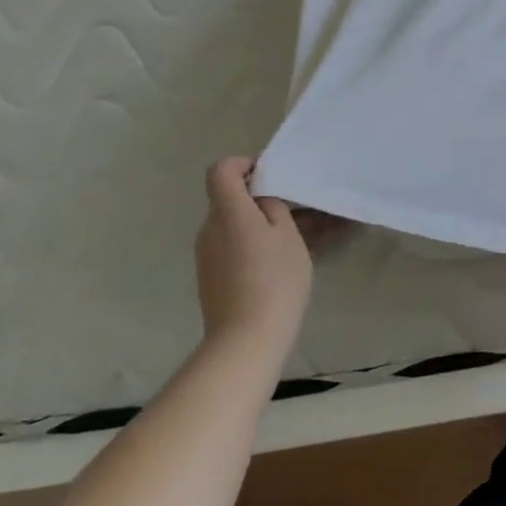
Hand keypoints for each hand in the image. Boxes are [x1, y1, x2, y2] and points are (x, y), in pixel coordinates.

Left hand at [193, 158, 313, 354]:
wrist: (246, 340)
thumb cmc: (274, 279)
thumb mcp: (288, 235)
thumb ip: (273, 208)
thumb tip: (261, 201)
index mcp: (228, 212)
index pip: (221, 170)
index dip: (244, 165)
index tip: (270, 176)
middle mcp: (210, 229)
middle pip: (229, 199)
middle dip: (260, 199)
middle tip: (297, 211)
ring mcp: (207, 255)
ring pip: (234, 226)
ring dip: (260, 225)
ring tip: (297, 240)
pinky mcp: (211, 278)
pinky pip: (232, 248)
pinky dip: (253, 247)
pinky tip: (281, 264)